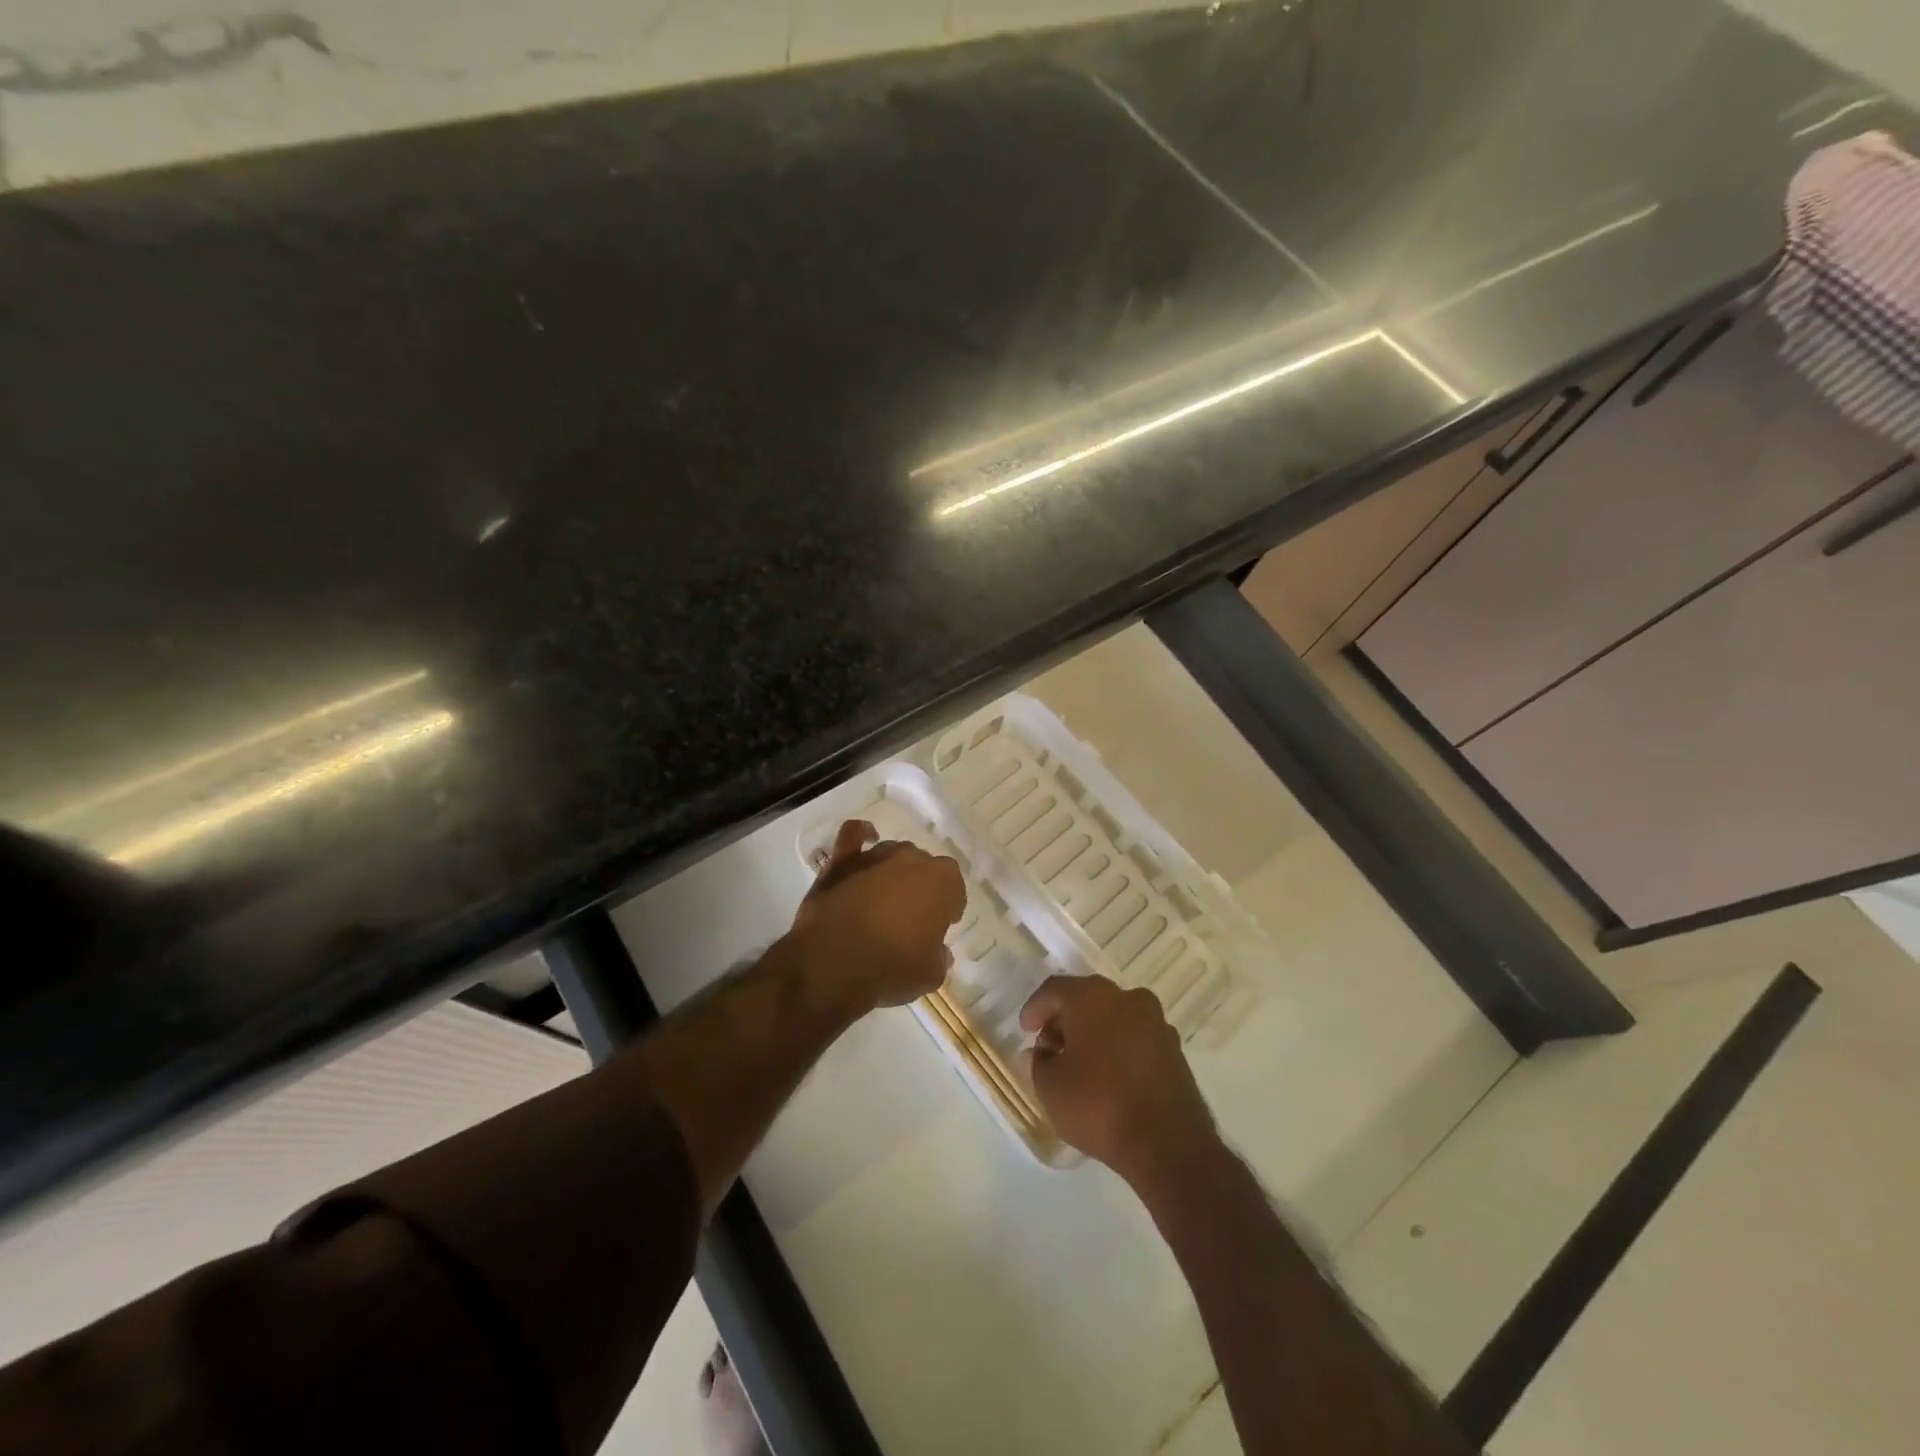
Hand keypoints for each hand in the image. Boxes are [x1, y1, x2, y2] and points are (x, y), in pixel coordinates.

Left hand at [789, 820, 965, 1012]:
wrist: (834, 963)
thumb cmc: (892, 968)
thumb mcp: (930, 974)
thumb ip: (939, 957)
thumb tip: (939, 951)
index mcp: (943, 881)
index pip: (954, 889)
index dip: (948, 908)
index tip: (940, 927)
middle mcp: (913, 859)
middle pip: (924, 868)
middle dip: (921, 888)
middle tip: (911, 917)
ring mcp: (877, 855)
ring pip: (893, 855)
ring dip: (893, 871)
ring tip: (884, 898)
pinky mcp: (843, 859)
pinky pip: (854, 835)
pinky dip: (861, 834)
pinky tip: (865, 838)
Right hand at [1020, 974, 1218, 1188]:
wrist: (1169, 1145)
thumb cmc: (1099, 1106)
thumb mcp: (1051, 1089)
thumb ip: (1038, 1064)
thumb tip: (1039, 1053)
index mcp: (1092, 997)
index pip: (1054, 989)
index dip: (1035, 1008)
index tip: (1026, 1031)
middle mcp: (1127, 997)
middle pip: (1086, 998)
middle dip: (1065, 1020)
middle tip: (1050, 1047)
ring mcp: (1155, 1021)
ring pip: (1113, 1015)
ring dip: (1093, 1032)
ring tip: (1079, 1063)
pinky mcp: (1174, 1048)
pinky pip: (1135, 1036)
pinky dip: (1118, 1046)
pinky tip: (1109, 1074)